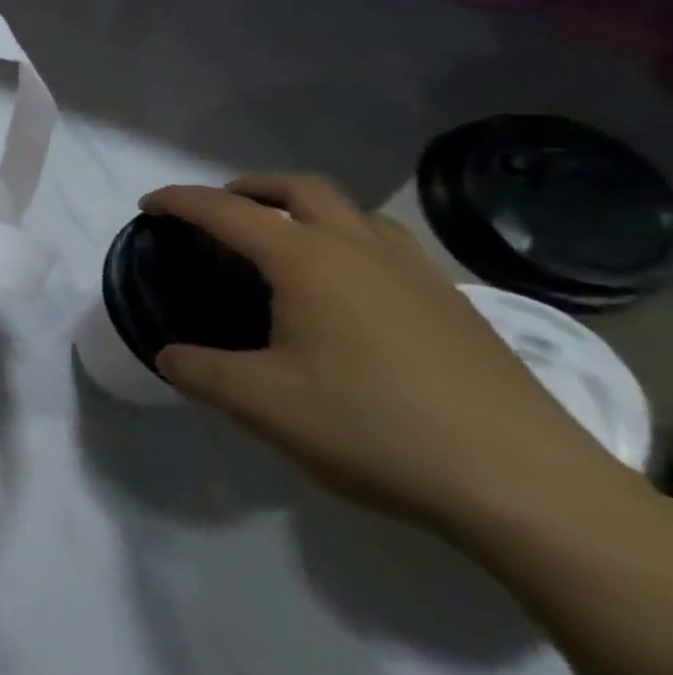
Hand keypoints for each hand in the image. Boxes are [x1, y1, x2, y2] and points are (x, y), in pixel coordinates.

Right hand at [141, 173, 633, 536]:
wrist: (526, 486)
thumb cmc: (374, 428)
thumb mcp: (262, 404)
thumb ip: (200, 372)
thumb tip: (169, 357)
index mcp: (307, 260)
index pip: (226, 211)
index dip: (179, 202)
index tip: (148, 206)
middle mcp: (360, 249)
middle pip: (298, 188)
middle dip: (248, 187)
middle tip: (218, 211)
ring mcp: (415, 274)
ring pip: (352, 212)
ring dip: (304, 209)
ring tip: (280, 241)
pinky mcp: (452, 306)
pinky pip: (387, 246)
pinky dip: (347, 241)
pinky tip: (345, 291)